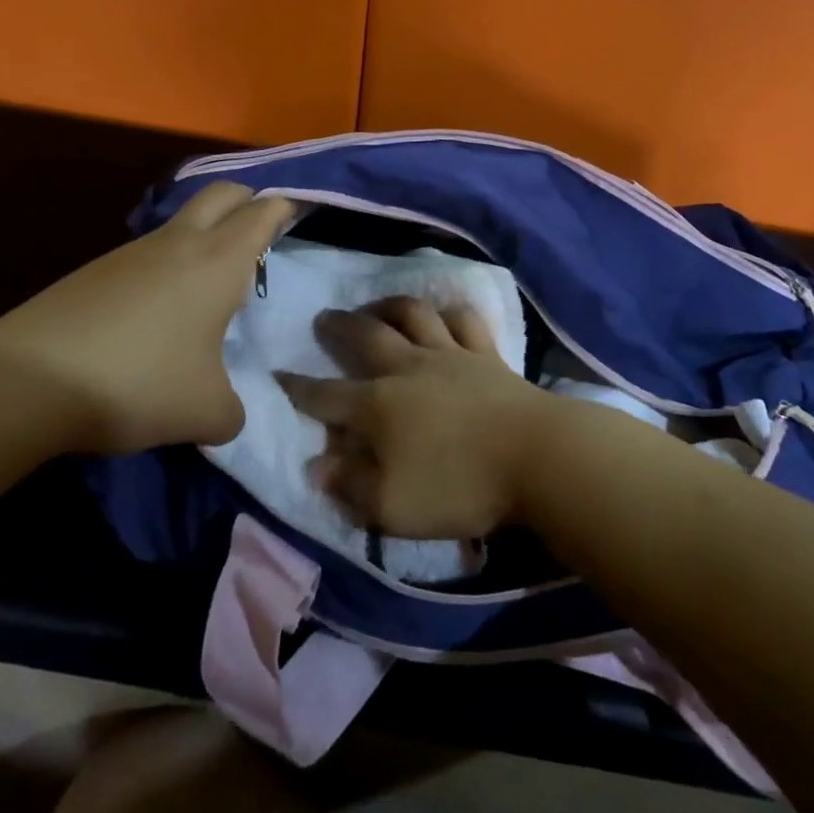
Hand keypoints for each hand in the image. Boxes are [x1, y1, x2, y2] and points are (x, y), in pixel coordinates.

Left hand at [0, 182, 292, 453]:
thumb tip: (228, 411)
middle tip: (261, 233)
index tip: (300, 210)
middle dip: (248, 201)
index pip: (263, 212)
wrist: (27, 380)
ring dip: (205, 235)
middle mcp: (180, 243)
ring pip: (182, 221)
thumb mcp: (205, 412)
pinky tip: (161, 310)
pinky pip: (149, 252)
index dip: (286, 207)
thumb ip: (232, 410)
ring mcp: (133, 252)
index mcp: (219, 261)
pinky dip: (168, 264)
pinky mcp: (96, 270)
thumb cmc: (138, 382)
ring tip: (212, 284)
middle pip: (223, 193)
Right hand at [277, 298, 552, 539]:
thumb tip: (315, 464)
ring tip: (375, 307)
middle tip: (323, 318)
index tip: (278, 374)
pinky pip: (463, 319)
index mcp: (378, 406)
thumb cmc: (460, 487)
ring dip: (388, 305)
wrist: (535, 456)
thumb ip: (350, 485)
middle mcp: (408, 369)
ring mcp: (449, 355)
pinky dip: (448, 311)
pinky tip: (442, 313)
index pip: (326, 395)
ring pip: (412, 315)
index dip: (298, 387)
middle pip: (365, 336)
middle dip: (338, 327)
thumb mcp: (393, 506)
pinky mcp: (485, 353)